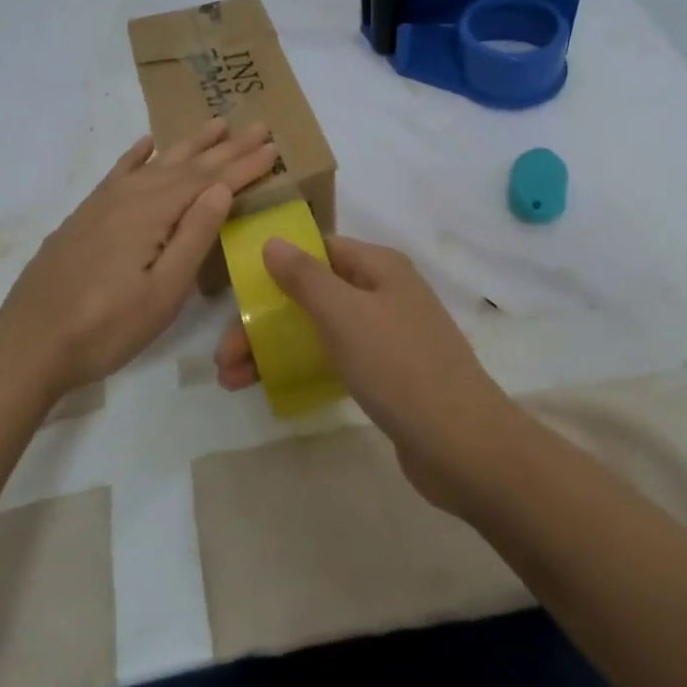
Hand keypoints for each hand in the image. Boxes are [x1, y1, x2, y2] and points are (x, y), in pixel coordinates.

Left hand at [0, 119, 278, 397]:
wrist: (28, 345)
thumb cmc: (106, 328)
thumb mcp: (163, 292)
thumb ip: (194, 236)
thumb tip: (221, 188)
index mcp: (152, 212)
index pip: (208, 181)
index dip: (244, 165)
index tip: (273, 146)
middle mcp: (129, 196)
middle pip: (186, 165)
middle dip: (225, 148)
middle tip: (257, 126)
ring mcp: (102, 204)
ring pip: (155, 164)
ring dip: (188, 145)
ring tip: (215, 125)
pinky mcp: (84, 217)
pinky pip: (118, 173)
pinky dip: (137, 155)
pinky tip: (147, 144)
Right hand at [214, 234, 519, 508]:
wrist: (462, 444)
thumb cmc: (398, 366)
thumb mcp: (344, 314)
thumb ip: (305, 276)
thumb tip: (273, 241)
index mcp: (379, 267)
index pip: (319, 250)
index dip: (276, 266)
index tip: (238, 293)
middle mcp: (385, 293)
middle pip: (313, 294)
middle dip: (265, 321)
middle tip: (224, 357)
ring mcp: (389, 335)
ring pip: (321, 330)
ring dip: (276, 348)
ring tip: (233, 380)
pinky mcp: (389, 375)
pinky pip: (337, 360)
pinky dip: (304, 368)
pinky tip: (273, 389)